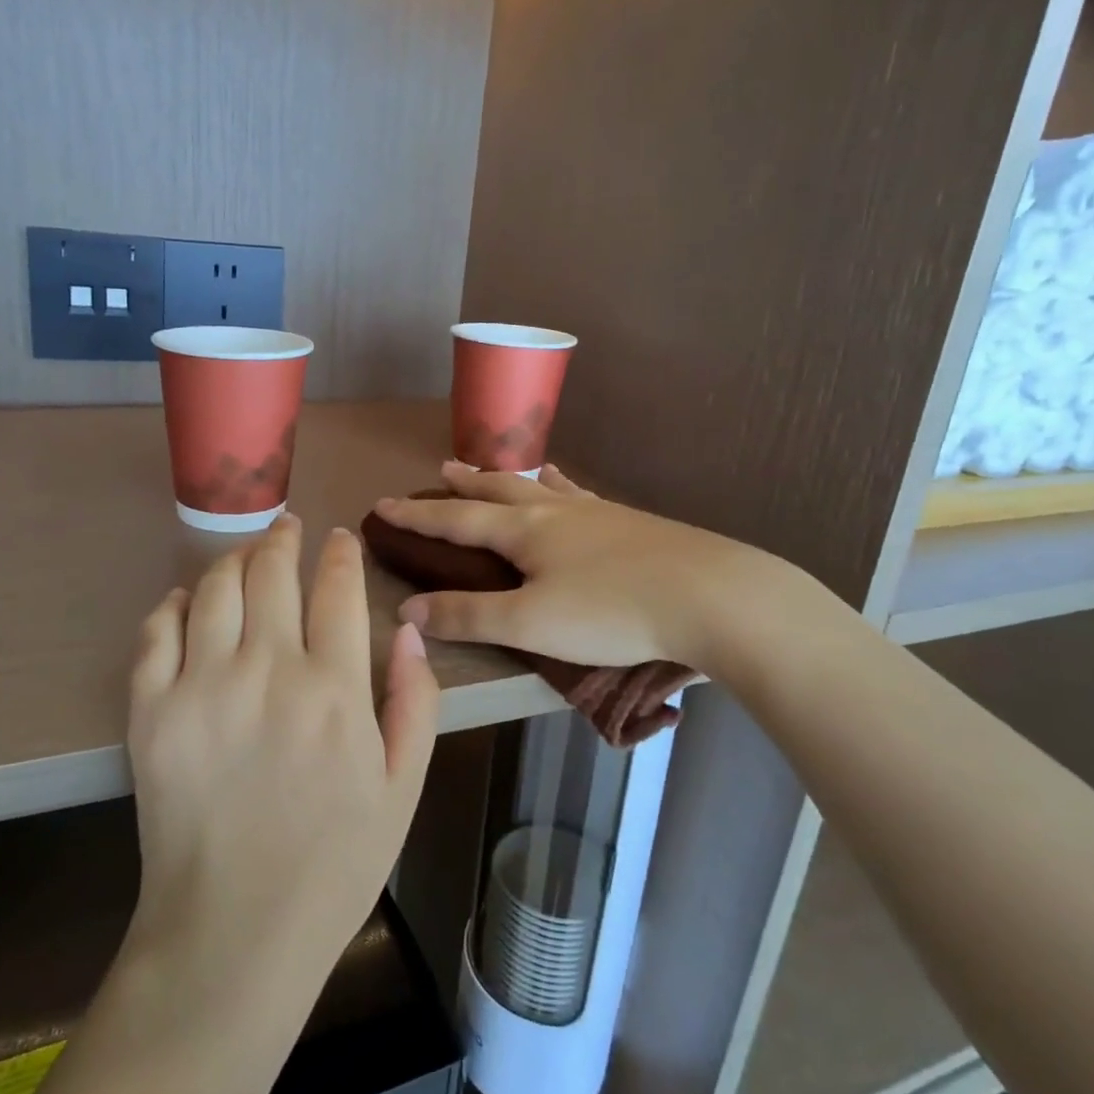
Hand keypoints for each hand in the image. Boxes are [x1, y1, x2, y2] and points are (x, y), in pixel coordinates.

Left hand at [125, 515, 439, 984]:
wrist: (233, 934)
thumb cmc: (333, 866)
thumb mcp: (402, 790)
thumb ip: (416, 704)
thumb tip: (409, 633)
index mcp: (335, 690)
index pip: (339, 588)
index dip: (340, 553)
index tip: (339, 539)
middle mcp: (267, 671)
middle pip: (272, 571)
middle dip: (284, 539)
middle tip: (287, 528)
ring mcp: (201, 686)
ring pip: (214, 587)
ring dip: (234, 560)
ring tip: (246, 557)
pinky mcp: (150, 711)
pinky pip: (155, 631)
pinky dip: (172, 605)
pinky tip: (186, 604)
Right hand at [372, 462, 823, 683]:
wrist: (711, 596)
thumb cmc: (611, 611)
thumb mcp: (529, 622)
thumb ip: (467, 615)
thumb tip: (407, 610)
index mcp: (525, 531)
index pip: (455, 519)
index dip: (416, 515)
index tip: (382, 504)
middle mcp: (555, 511)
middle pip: (497, 491)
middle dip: (463, 485)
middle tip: (440, 471)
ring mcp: (596, 513)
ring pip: (539, 488)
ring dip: (507, 481)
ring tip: (492, 473)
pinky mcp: (630, 524)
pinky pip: (579, 496)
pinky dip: (560, 488)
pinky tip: (568, 488)